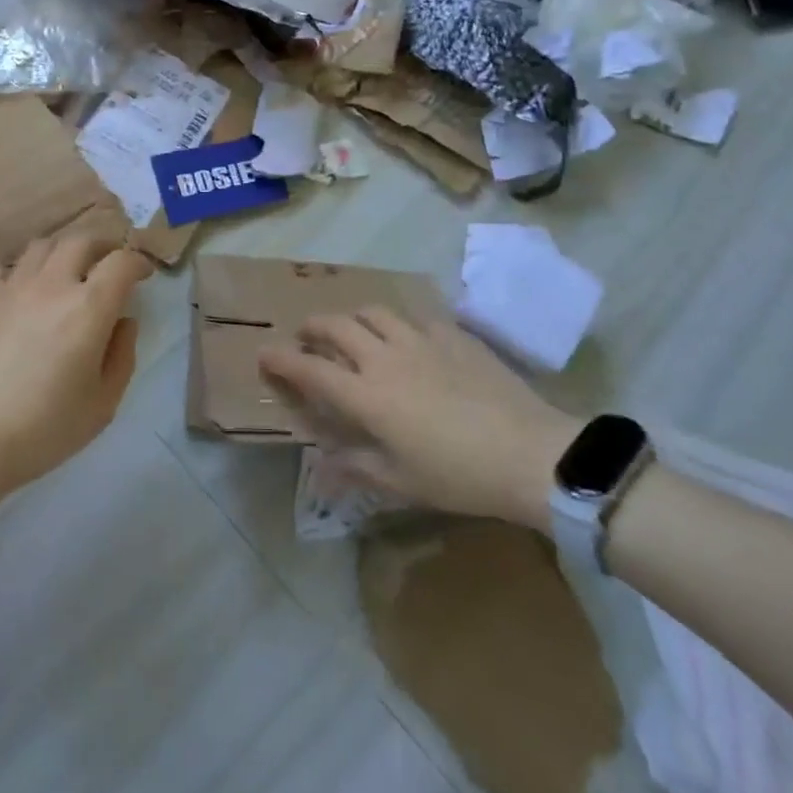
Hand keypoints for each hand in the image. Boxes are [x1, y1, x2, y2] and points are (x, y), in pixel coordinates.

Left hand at [0, 231, 152, 510]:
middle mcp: (52, 284)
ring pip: (42, 245)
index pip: (122, 261)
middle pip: (82, 240)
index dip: (138, 261)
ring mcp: (11, 285)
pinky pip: (5, 267)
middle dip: (102, 246)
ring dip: (62, 252)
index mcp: (89, 307)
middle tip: (108, 264)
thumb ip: (122, 355)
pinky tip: (22, 293)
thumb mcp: (103, 404)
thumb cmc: (42, 430)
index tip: (143, 274)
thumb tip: (124, 321)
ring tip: (66, 271)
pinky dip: (22, 271)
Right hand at [258, 308, 581, 530]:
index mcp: (367, 395)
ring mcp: (419, 339)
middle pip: (336, 325)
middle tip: (308, 337)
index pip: (310, 368)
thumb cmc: (459, 475)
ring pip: (373, 311)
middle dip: (313, 327)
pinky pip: (415, 316)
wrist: (529, 452)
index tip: (264, 353)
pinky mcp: (452, 334)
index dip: (282, 359)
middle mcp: (384, 357)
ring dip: (354, 318)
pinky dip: (399, 323)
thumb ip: (356, 467)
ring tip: (355, 331)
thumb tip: (320, 465)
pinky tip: (409, 338)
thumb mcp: (401, 481)